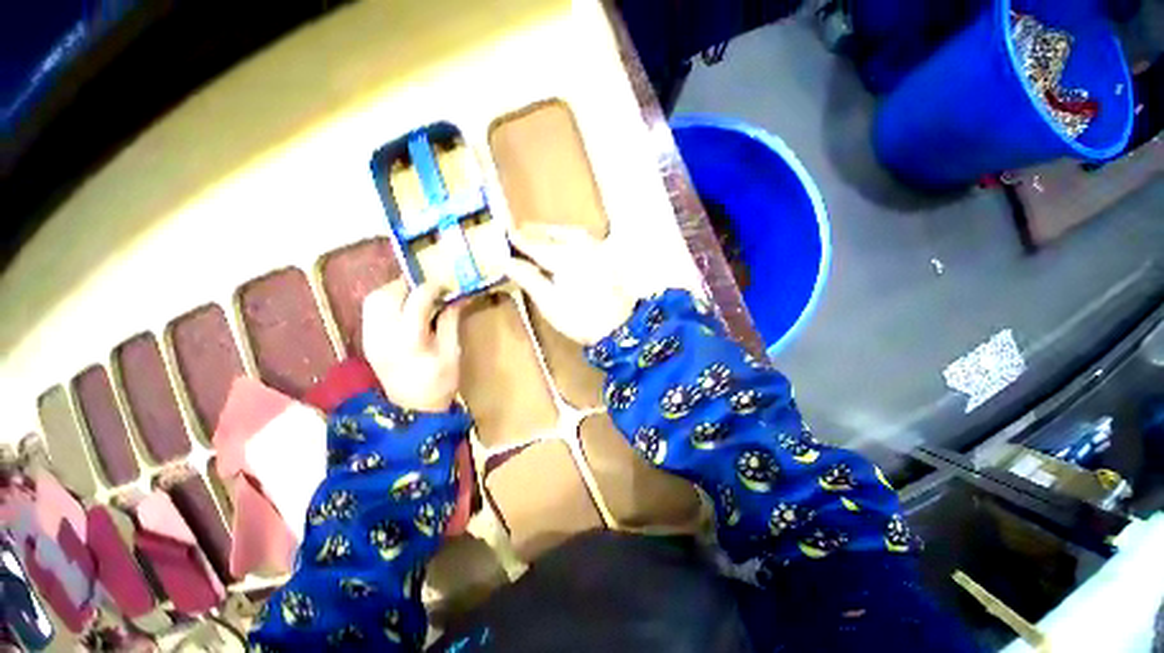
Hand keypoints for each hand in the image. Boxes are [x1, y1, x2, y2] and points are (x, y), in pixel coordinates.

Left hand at [361, 280, 462, 411]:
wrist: (412, 411)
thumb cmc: (439, 383)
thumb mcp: (452, 352)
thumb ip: (451, 321)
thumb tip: (457, 297)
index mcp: (410, 338)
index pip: (417, 299)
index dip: (433, 288)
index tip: (446, 287)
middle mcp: (383, 334)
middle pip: (388, 294)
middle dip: (409, 284)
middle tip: (429, 288)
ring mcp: (370, 338)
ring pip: (373, 299)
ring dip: (394, 290)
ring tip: (414, 295)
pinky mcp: (366, 341)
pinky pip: (370, 310)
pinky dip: (385, 301)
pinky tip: (402, 308)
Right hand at [505, 226, 638, 344]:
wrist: (618, 327)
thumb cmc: (579, 318)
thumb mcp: (548, 302)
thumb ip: (528, 278)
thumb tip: (506, 261)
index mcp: (564, 256)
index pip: (535, 244)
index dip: (518, 241)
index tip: (504, 236)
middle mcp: (581, 246)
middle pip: (554, 234)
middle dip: (536, 232)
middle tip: (521, 233)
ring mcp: (597, 251)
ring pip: (571, 233)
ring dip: (554, 233)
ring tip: (542, 236)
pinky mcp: (607, 258)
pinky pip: (585, 240)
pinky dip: (571, 238)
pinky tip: (567, 245)